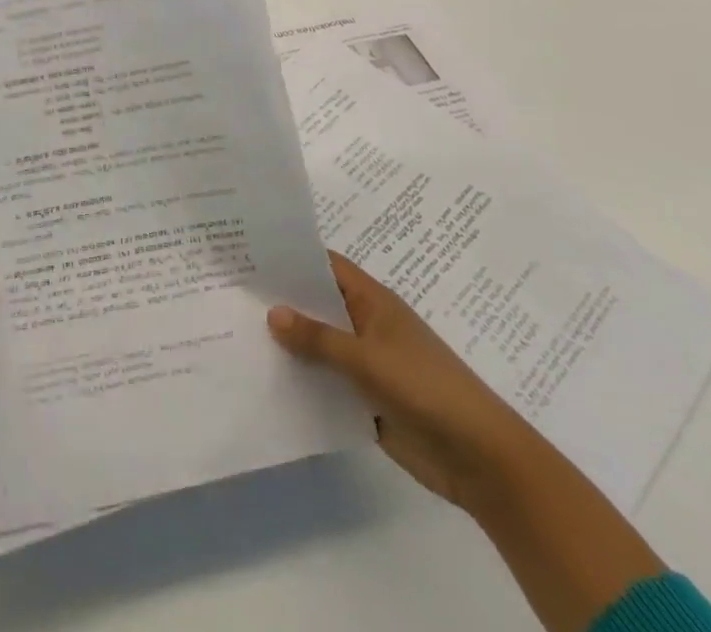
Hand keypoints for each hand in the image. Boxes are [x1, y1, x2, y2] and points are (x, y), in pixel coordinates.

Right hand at [272, 253, 668, 631]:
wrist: (482, 461)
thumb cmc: (427, 390)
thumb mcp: (368, 359)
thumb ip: (318, 338)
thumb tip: (272, 312)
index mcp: (371, 300)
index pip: (322, 264)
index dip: (288, 256)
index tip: (246, 250)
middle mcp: (364, 323)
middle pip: (316, 303)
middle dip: (280, 299)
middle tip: (228, 290)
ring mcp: (365, 362)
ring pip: (317, 344)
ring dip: (288, 343)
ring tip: (234, 332)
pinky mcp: (364, 399)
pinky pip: (324, 382)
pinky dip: (301, 379)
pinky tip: (264, 379)